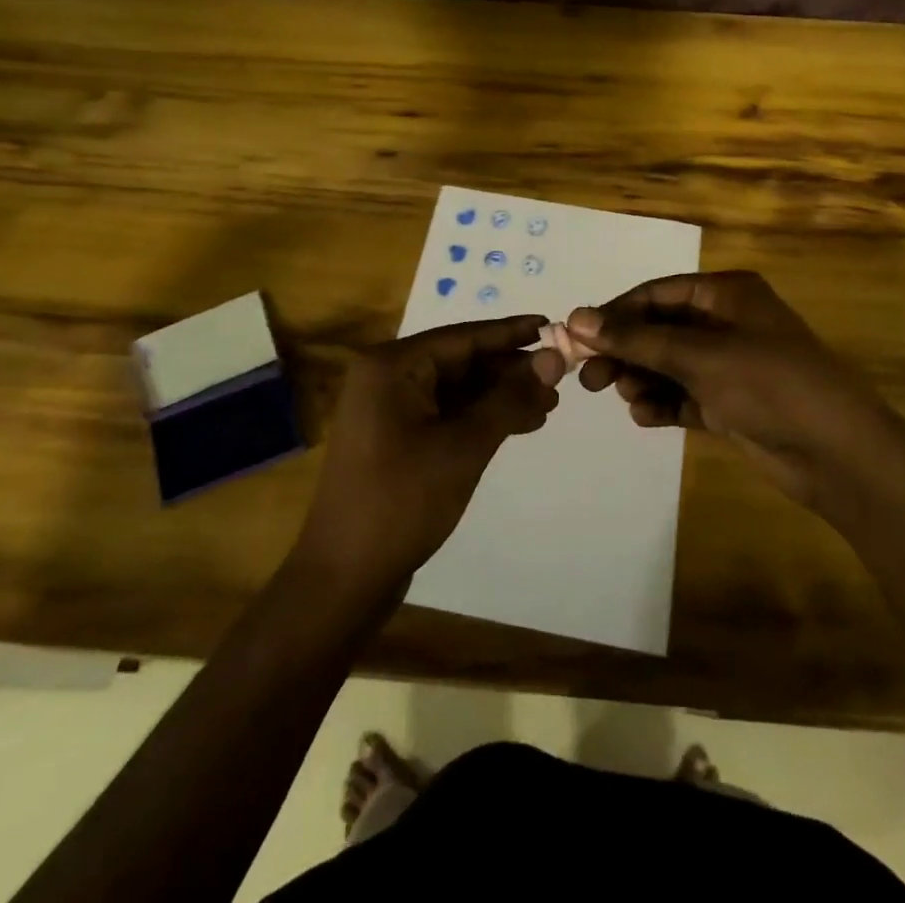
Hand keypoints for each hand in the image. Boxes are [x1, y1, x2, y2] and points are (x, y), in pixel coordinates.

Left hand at [295, 316, 564, 601]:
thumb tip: (553, 358)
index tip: (554, 325)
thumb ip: (509, 398)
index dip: (512, 333)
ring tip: (549, 405)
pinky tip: (520, 424)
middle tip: (560, 378)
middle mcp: (387, 378)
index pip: (463, 337)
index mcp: (392, 366)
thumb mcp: (464, 446)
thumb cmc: (402, 501)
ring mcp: (389, 410)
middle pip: (461, 361)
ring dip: (501, 396)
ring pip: (457, 389)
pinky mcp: (397, 438)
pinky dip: (481, 418)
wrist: (344, 578)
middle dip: (510, 370)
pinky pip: (447, 414)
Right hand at [570, 271, 890, 523]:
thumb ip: (636, 339)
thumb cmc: (769, 385)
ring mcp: (730, 365)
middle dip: (625, 351)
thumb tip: (576, 318)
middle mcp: (726, 323)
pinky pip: (685, 395)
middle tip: (591, 378)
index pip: (657, 294)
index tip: (576, 338)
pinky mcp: (732, 403)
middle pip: (660, 330)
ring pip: (669, 364)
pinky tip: (646, 417)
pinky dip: (663, 403)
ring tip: (624, 397)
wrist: (838, 455)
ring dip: (642, 378)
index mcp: (726, 294)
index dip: (616, 314)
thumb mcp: (699, 356)